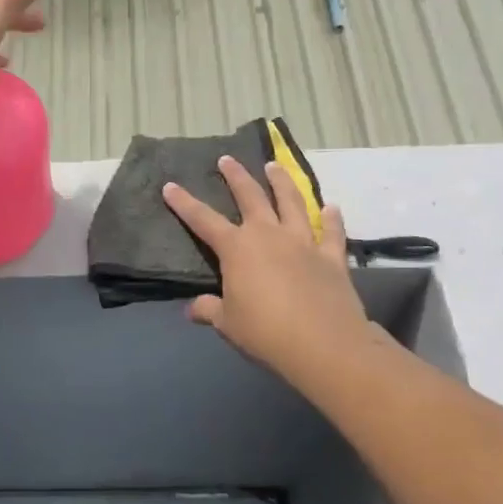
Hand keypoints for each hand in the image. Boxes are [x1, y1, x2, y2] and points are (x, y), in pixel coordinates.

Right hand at [162, 156, 380, 390]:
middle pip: (250, 197)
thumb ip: (209, 310)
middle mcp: (269, 234)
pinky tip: (332, 207)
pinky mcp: (331, 257)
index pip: (203, 220)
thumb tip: (192, 308)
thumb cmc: (266, 332)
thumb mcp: (228, 324)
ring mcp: (303, 242)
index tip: (170, 185)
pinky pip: (331, 233)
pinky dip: (332, 219)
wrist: (323, 344)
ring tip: (274, 166)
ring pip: (292, 202)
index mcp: (237, 248)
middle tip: (227, 159)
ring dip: (282, 182)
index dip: (184, 203)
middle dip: (236, 176)